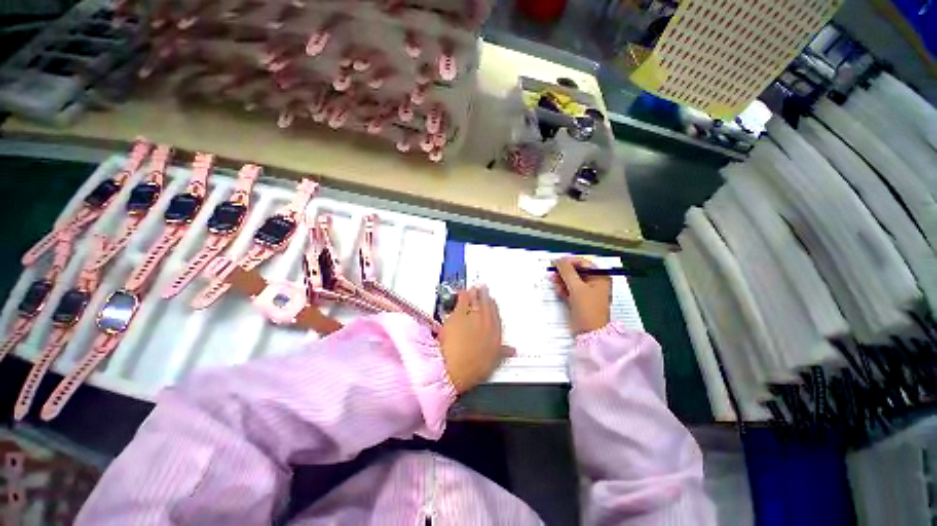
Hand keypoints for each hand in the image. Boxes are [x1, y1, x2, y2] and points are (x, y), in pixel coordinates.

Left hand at [440, 286, 507, 393]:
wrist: (455, 367)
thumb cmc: (474, 367)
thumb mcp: (492, 361)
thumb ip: (503, 352)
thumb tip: (511, 350)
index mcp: (496, 333)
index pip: (496, 315)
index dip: (494, 307)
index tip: (492, 303)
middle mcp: (486, 322)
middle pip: (487, 305)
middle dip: (485, 296)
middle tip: (484, 290)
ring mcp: (473, 316)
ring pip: (476, 300)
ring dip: (475, 293)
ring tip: (474, 288)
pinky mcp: (459, 313)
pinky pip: (463, 299)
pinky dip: (462, 295)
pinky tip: (462, 292)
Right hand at [551, 257, 611, 334]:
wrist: (590, 333)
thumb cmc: (587, 307)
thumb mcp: (576, 287)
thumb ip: (566, 271)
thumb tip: (558, 259)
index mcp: (600, 276)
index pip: (582, 262)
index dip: (568, 261)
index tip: (554, 263)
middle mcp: (596, 282)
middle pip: (576, 271)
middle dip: (563, 273)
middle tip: (552, 274)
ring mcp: (588, 291)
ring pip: (572, 281)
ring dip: (562, 281)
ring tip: (554, 283)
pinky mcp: (581, 300)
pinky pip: (571, 290)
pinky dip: (564, 289)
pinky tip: (558, 291)